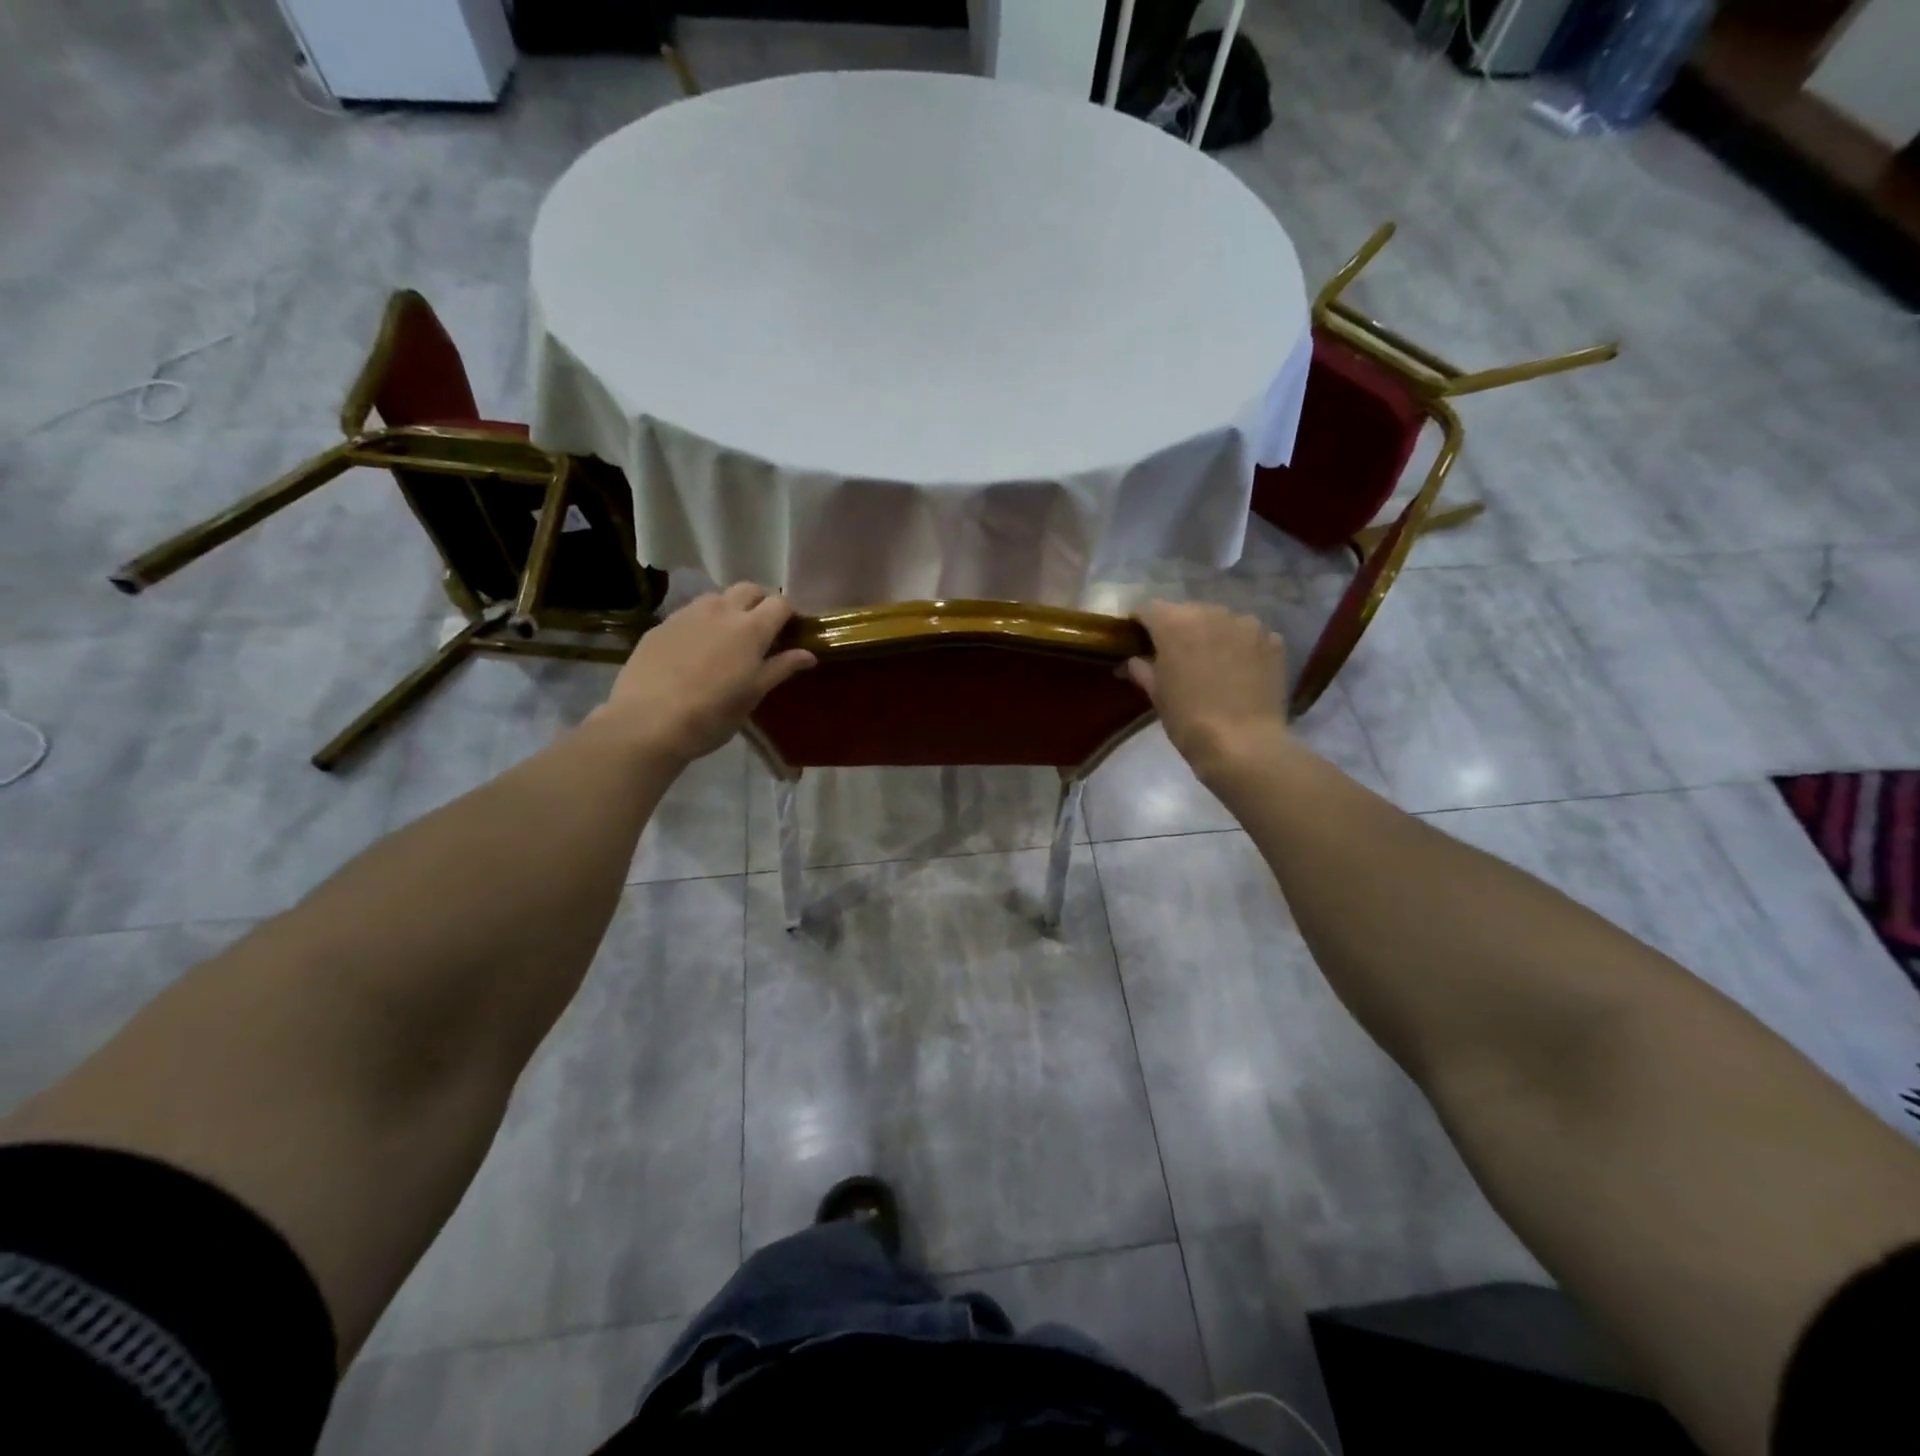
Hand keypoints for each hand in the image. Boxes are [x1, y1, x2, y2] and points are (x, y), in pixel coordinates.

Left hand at [594, 583, 815, 763]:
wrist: (648, 721)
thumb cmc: (713, 713)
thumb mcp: (754, 694)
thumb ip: (781, 668)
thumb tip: (809, 654)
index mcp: (751, 628)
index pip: (780, 603)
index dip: (789, 614)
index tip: (791, 632)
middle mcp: (721, 610)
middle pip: (749, 589)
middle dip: (761, 602)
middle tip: (763, 629)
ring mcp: (687, 614)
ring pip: (717, 597)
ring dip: (730, 608)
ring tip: (728, 636)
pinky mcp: (662, 625)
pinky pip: (689, 613)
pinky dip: (702, 622)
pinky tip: (695, 649)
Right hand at [1127, 600, 1289, 779]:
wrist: (1243, 743)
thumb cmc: (1188, 718)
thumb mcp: (1156, 695)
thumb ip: (1142, 669)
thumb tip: (1132, 661)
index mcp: (1174, 623)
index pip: (1148, 609)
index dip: (1140, 625)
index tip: (1138, 642)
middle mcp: (1211, 612)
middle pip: (1187, 612)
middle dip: (1178, 630)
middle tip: (1176, 657)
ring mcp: (1246, 624)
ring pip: (1220, 621)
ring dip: (1212, 635)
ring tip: (1212, 664)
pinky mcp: (1272, 640)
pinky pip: (1249, 636)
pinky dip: (1240, 647)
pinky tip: (1239, 671)